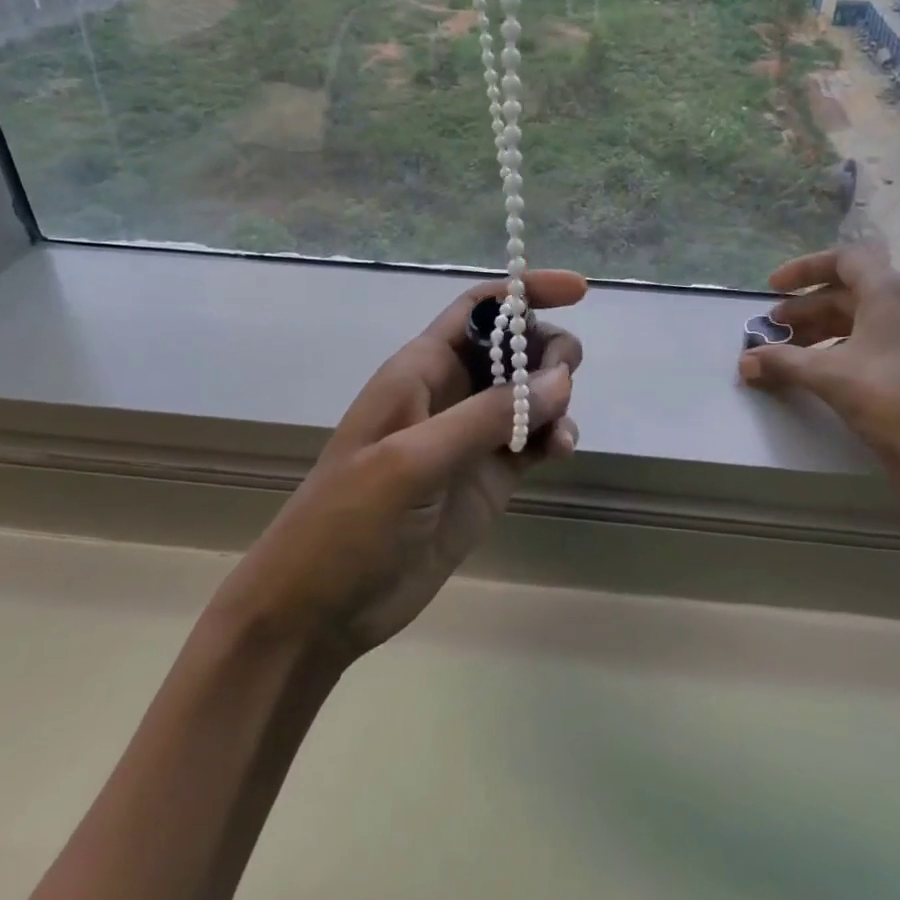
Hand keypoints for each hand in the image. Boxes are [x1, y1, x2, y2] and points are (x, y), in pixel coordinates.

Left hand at [219, 272, 585, 661]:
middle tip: (565, 381)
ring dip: (556, 398)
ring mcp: (469, 439)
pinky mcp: (486, 479)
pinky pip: (533, 441)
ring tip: (560, 431)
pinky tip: (562, 451)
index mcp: (420, 370)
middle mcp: (449, 394)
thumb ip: (487, 416)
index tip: (578, 292)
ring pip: (528, 395)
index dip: (524, 292)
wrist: (320, 607)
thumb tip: (559, 380)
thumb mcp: (414, 459)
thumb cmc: (350, 520)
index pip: (479, 310)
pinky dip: (554, 438)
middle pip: (512, 348)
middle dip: (547, 350)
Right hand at [737, 248, 899, 478]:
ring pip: (863, 316)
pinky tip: (822, 369)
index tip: (772, 288)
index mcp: (892, 291)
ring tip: (790, 351)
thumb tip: (744, 361)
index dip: (803, 270)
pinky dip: (845, 345)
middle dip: (805, 308)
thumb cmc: (889, 400)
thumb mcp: (827, 375)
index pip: (843, 260)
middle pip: (849, 291)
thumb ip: (781, 361)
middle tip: (773, 329)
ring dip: (822, 328)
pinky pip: (878, 337)